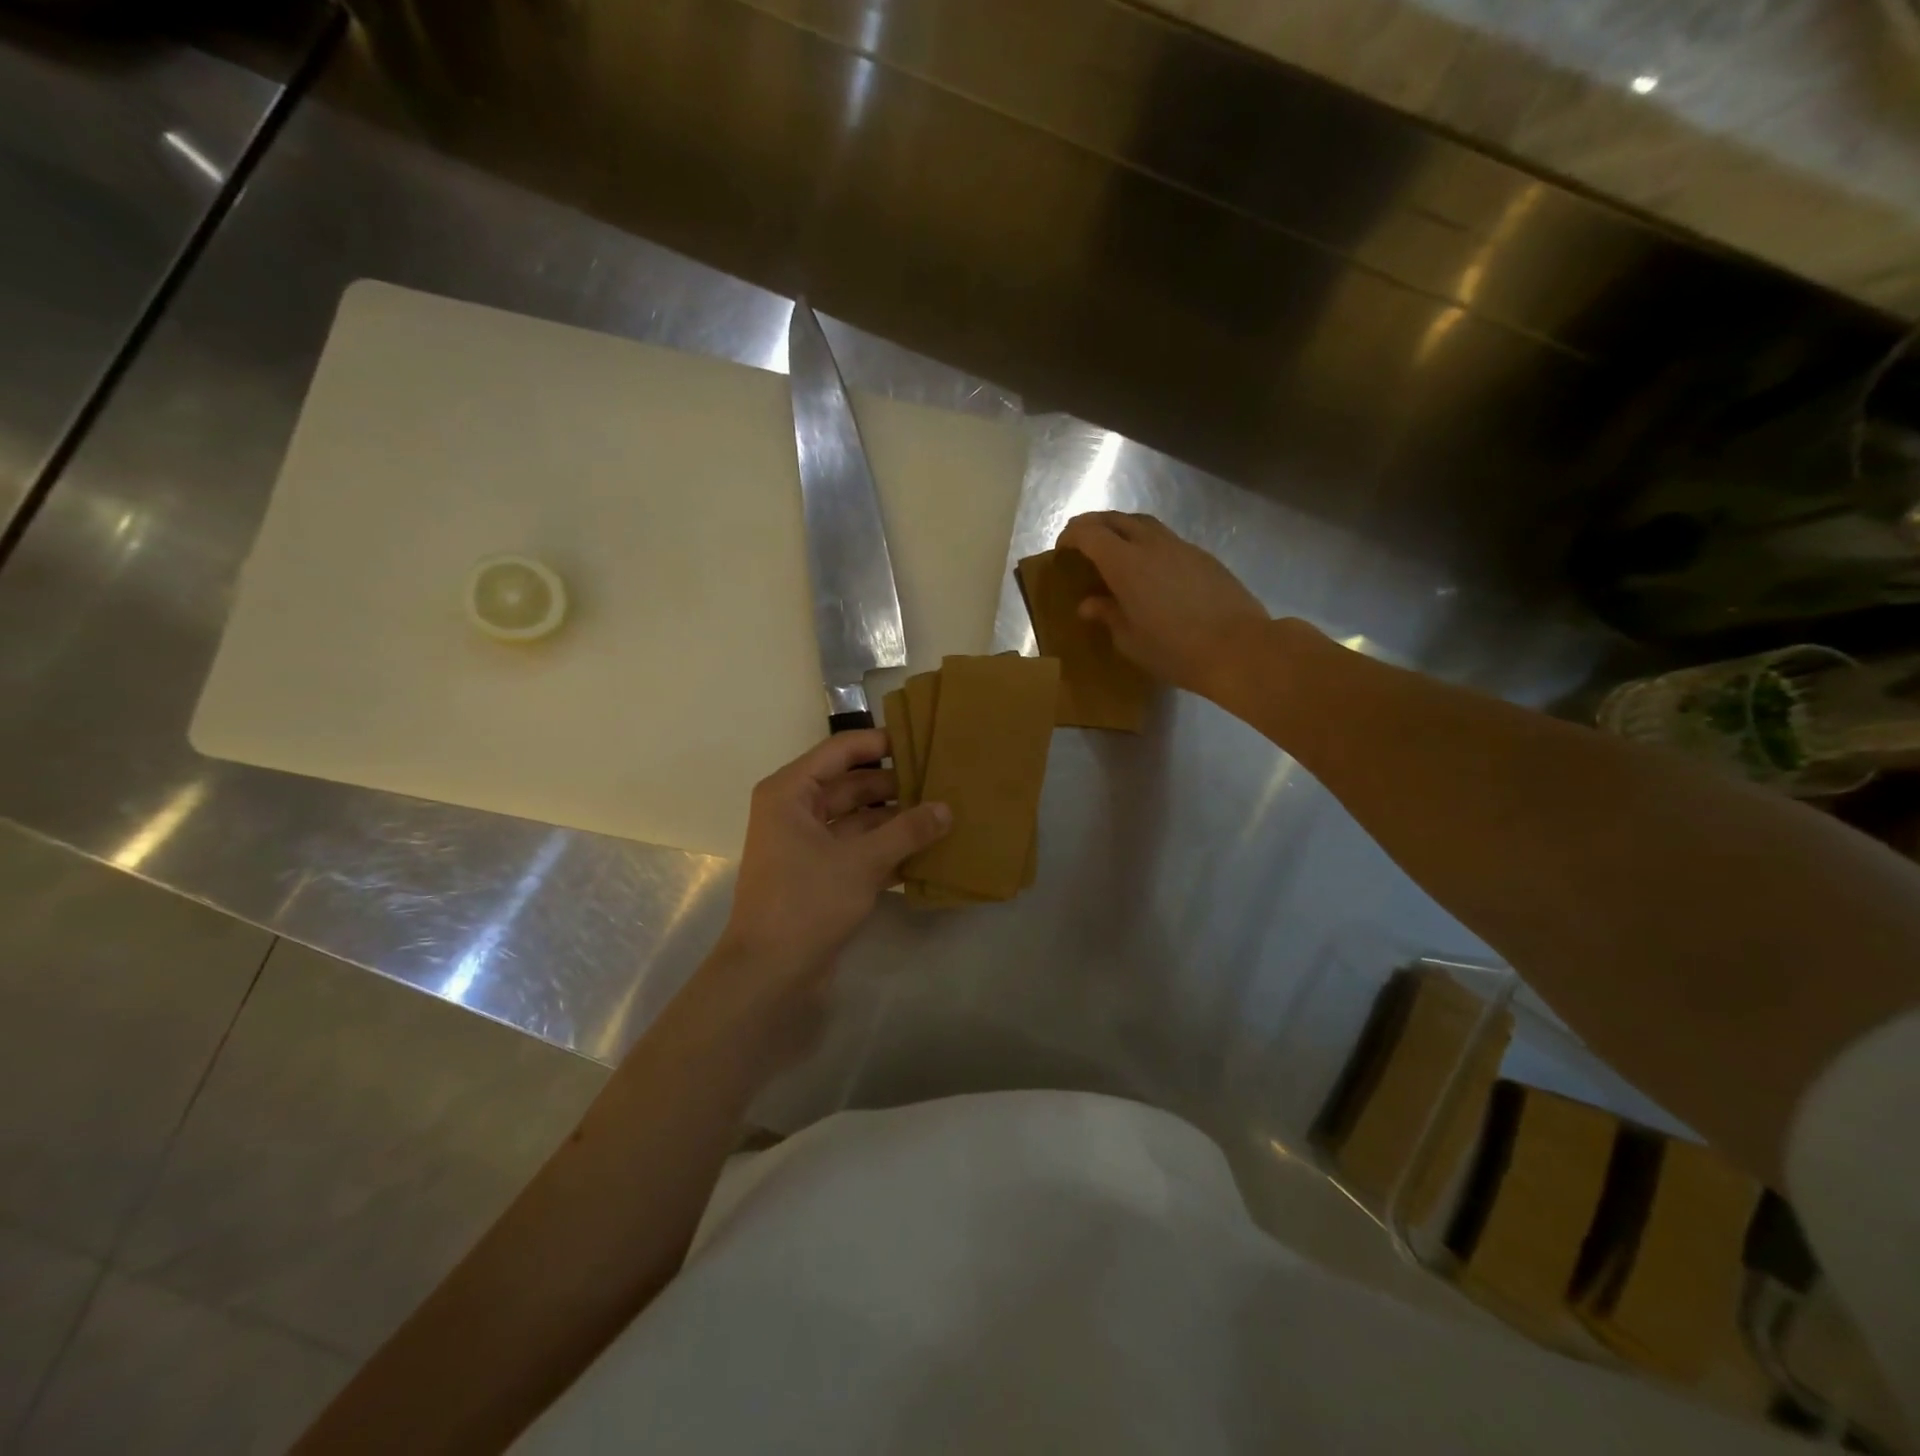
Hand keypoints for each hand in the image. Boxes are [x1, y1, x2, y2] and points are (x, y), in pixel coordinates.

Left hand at [717, 729, 950, 992]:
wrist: (769, 973)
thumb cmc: (807, 902)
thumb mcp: (862, 861)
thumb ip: (907, 831)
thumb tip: (947, 809)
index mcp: (791, 792)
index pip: (841, 750)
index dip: (881, 743)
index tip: (922, 741)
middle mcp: (796, 810)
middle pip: (852, 784)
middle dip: (895, 785)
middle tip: (942, 780)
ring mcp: (808, 844)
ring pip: (858, 818)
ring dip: (895, 819)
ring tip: (943, 814)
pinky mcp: (820, 874)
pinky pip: (858, 848)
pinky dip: (888, 848)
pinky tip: (927, 850)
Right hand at [1056, 511, 1268, 700]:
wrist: (1239, 648)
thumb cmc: (1175, 650)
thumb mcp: (1130, 640)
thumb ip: (1107, 615)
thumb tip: (1089, 604)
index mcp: (1125, 563)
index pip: (1089, 533)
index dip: (1071, 536)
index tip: (1061, 550)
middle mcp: (1151, 545)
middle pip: (1115, 519)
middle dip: (1092, 524)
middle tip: (1080, 541)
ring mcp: (1180, 547)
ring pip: (1143, 523)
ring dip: (1121, 528)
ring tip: (1112, 549)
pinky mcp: (1202, 556)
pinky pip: (1166, 538)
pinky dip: (1146, 542)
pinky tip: (1149, 567)